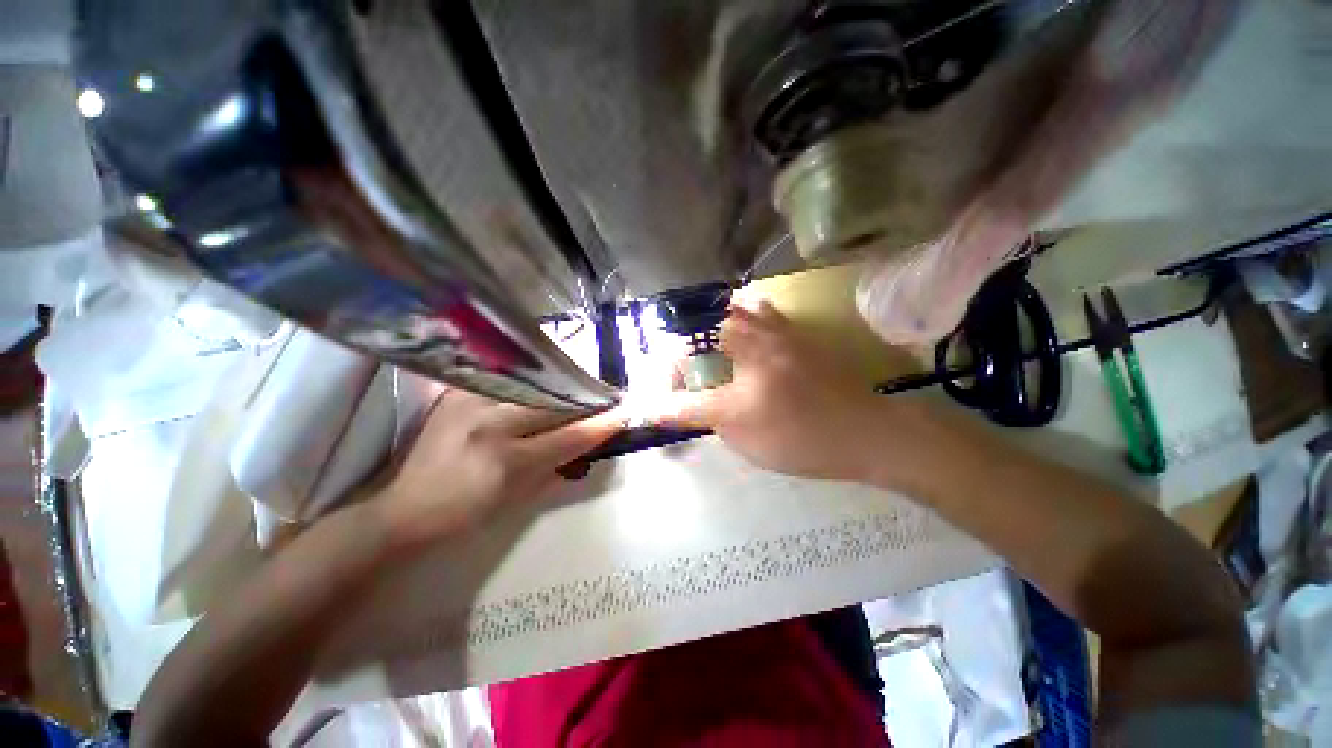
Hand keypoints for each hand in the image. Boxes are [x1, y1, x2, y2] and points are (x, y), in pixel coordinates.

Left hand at [372, 389, 624, 551]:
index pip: (571, 436)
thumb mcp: (520, 500)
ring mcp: (472, 403)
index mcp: (507, 462)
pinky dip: (532, 383)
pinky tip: (543, 385)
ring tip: (577, 390)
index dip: (603, 424)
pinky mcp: (458, 392)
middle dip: (586, 400)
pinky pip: (508, 381)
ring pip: (535, 386)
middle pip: (556, 402)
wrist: (405, 509)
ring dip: (561, 388)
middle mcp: (491, 425)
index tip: (624, 413)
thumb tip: (589, 442)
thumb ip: (558, 467)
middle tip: (604, 399)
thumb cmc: (466, 515)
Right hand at [652, 301, 911, 481]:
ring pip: (739, 309)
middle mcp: (759, 322)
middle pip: (710, 313)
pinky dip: (746, 323)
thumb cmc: (795, 430)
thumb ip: (689, 409)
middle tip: (687, 375)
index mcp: (740, 338)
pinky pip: (765, 316)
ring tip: (711, 356)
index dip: (670, 369)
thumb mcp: (733, 423)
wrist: (867, 435)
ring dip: (718, 327)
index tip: (672, 398)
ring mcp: (784, 327)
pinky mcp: (801, 339)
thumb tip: (650, 407)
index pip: (686, 340)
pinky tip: (746, 348)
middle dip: (690, 342)